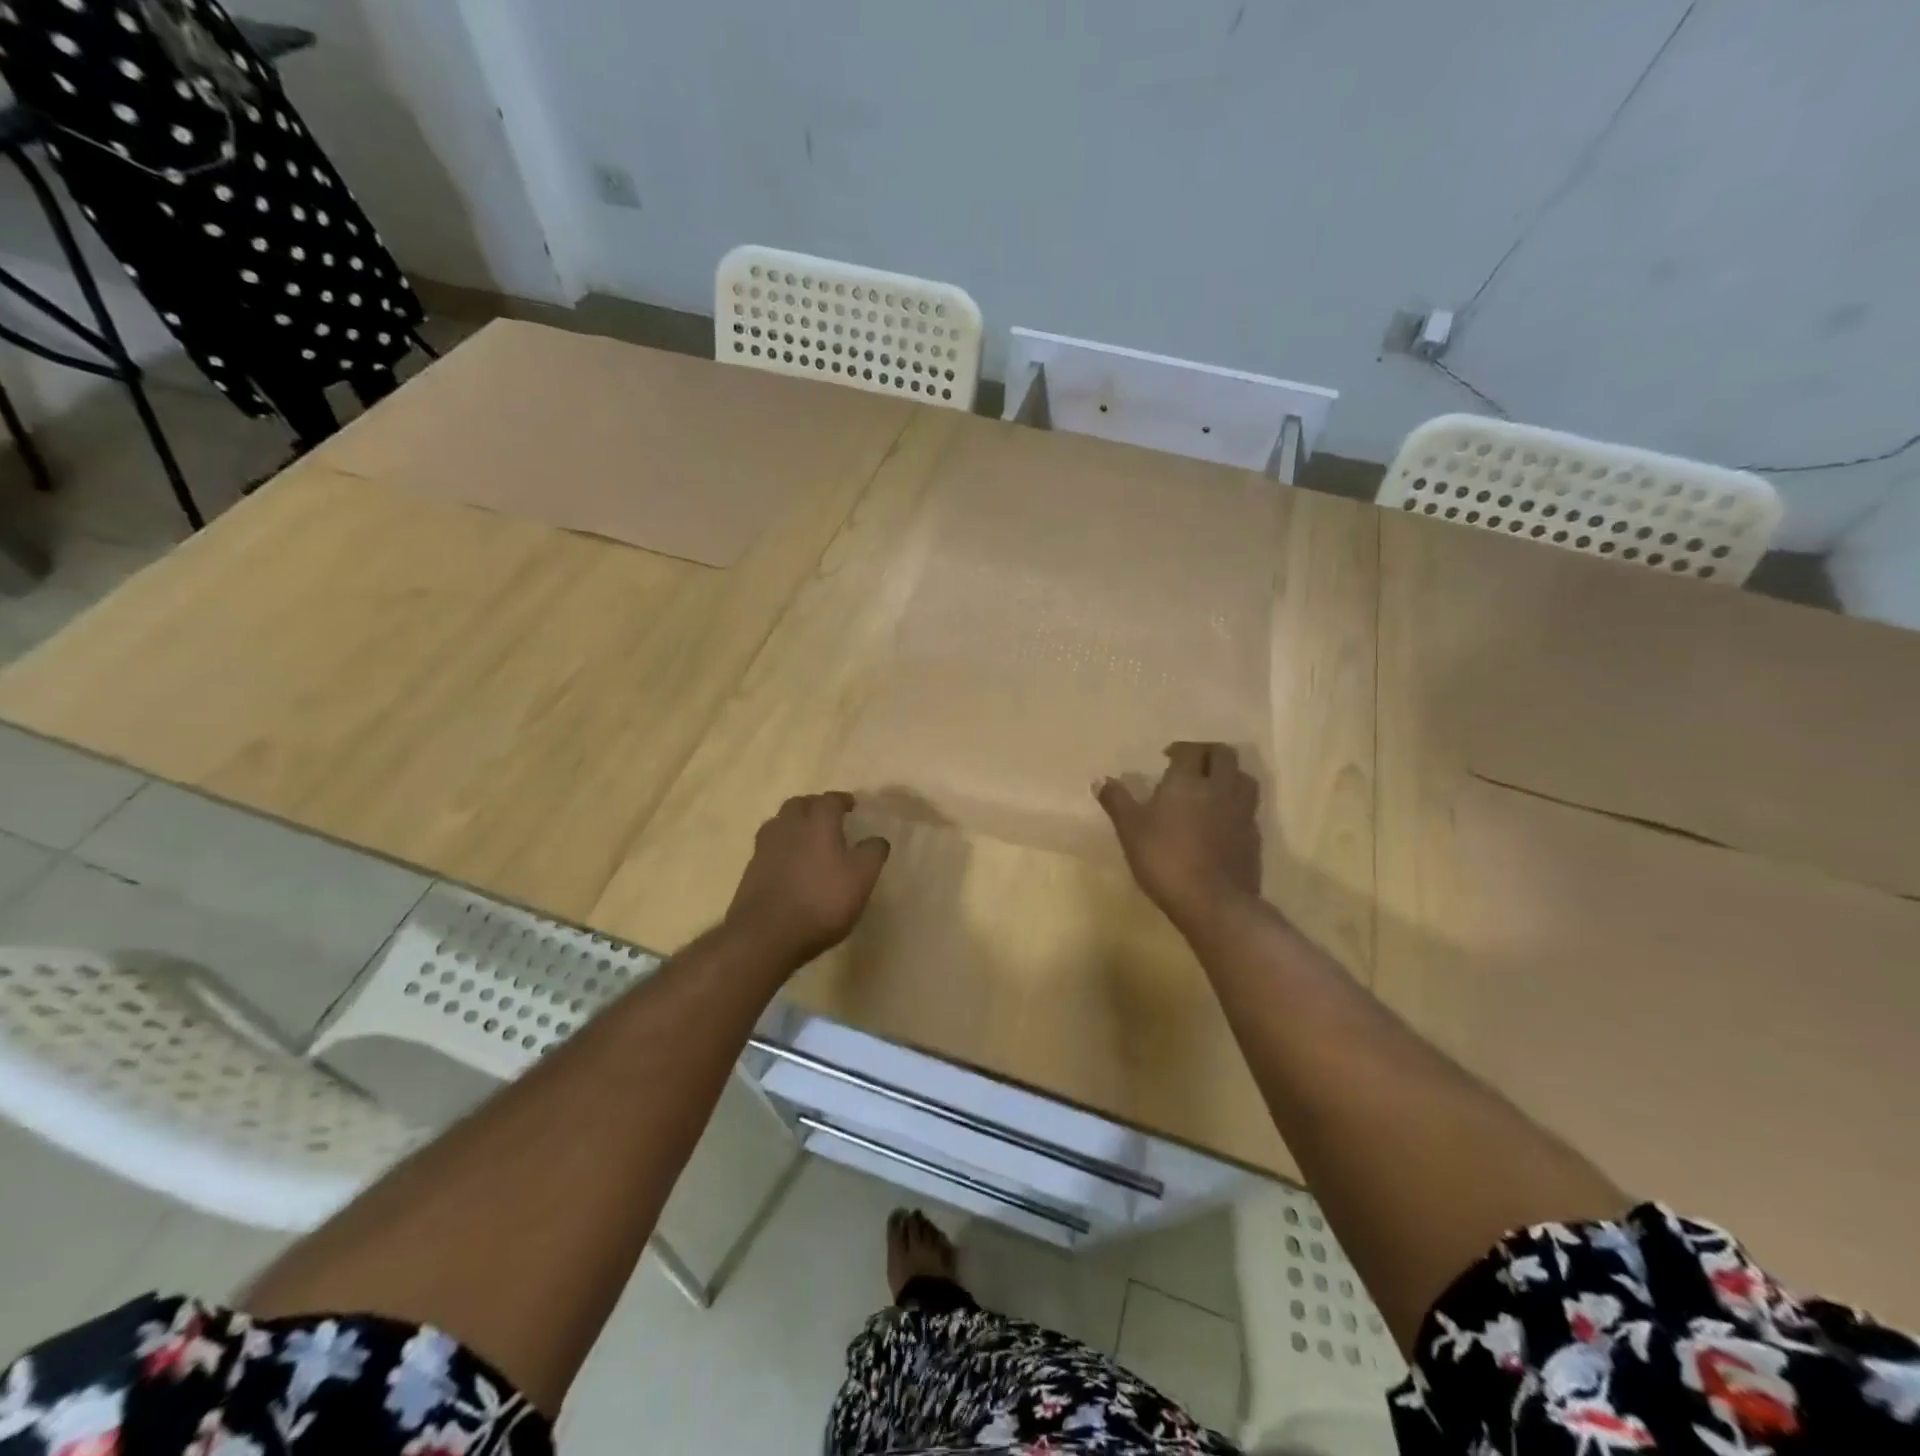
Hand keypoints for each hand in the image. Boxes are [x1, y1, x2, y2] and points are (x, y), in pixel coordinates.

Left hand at [724, 792, 890, 962]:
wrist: (767, 934)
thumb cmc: (822, 901)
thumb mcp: (861, 878)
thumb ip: (872, 853)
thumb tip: (877, 839)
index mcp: (817, 822)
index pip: (830, 799)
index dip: (842, 800)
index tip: (851, 806)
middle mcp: (788, 826)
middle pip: (799, 804)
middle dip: (814, 806)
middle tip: (828, 818)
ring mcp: (765, 847)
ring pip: (780, 823)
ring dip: (794, 825)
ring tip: (807, 839)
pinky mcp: (751, 869)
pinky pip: (769, 847)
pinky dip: (782, 848)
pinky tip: (790, 865)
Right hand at [1096, 743, 1261, 926]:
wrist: (1213, 902)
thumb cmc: (1165, 860)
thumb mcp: (1131, 831)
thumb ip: (1117, 802)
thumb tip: (1101, 780)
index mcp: (1187, 781)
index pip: (1190, 750)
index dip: (1180, 749)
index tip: (1168, 756)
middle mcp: (1219, 788)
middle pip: (1224, 755)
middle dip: (1208, 753)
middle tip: (1193, 763)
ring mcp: (1241, 811)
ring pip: (1243, 777)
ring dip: (1229, 774)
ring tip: (1214, 784)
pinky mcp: (1253, 835)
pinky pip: (1249, 807)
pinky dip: (1236, 803)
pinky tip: (1224, 817)